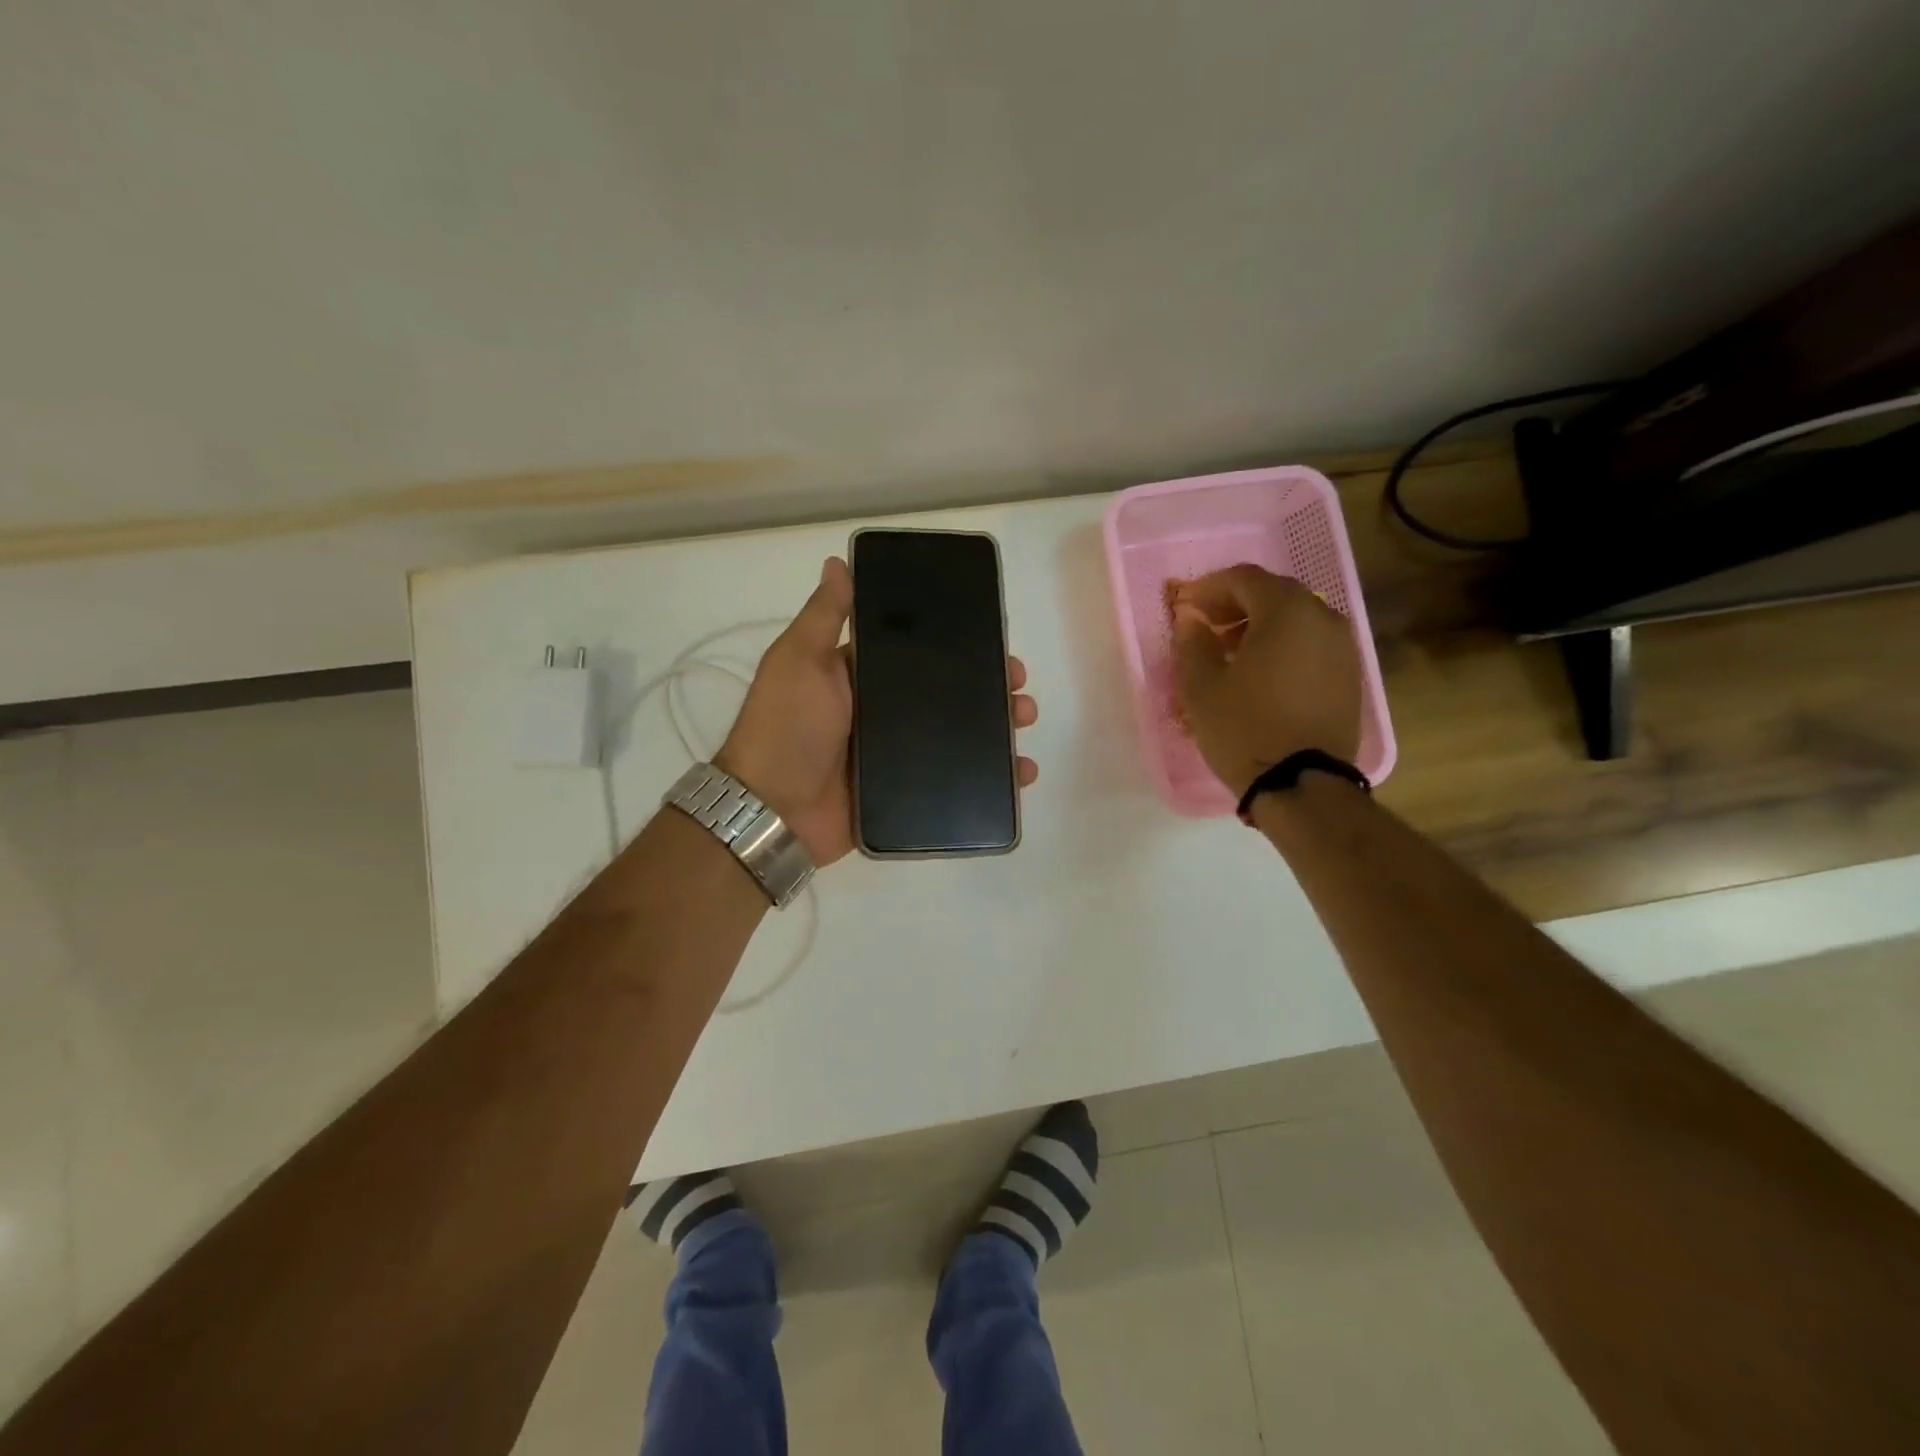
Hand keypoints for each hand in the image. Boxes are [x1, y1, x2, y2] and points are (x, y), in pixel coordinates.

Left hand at [716, 556, 1039, 866]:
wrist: (772, 810)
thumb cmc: (786, 727)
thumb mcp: (798, 661)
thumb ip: (824, 617)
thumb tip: (838, 562)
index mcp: (863, 677)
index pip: (922, 653)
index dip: (960, 645)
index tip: (995, 640)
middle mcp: (885, 712)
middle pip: (949, 693)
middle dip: (989, 686)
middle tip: (1017, 687)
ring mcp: (898, 755)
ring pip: (959, 734)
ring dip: (997, 726)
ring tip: (1022, 720)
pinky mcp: (907, 794)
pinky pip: (956, 780)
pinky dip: (992, 778)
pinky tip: (1021, 772)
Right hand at [1169, 564, 1361, 797]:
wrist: (1302, 783)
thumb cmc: (1243, 728)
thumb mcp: (1202, 686)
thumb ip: (1193, 642)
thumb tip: (1190, 619)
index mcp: (1286, 611)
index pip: (1244, 578)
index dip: (1209, 587)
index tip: (1184, 605)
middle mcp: (1323, 618)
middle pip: (1274, 593)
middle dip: (1235, 603)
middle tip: (1204, 625)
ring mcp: (1343, 647)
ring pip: (1296, 619)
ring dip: (1260, 625)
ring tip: (1229, 651)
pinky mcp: (1350, 676)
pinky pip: (1311, 644)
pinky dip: (1283, 646)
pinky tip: (1260, 673)